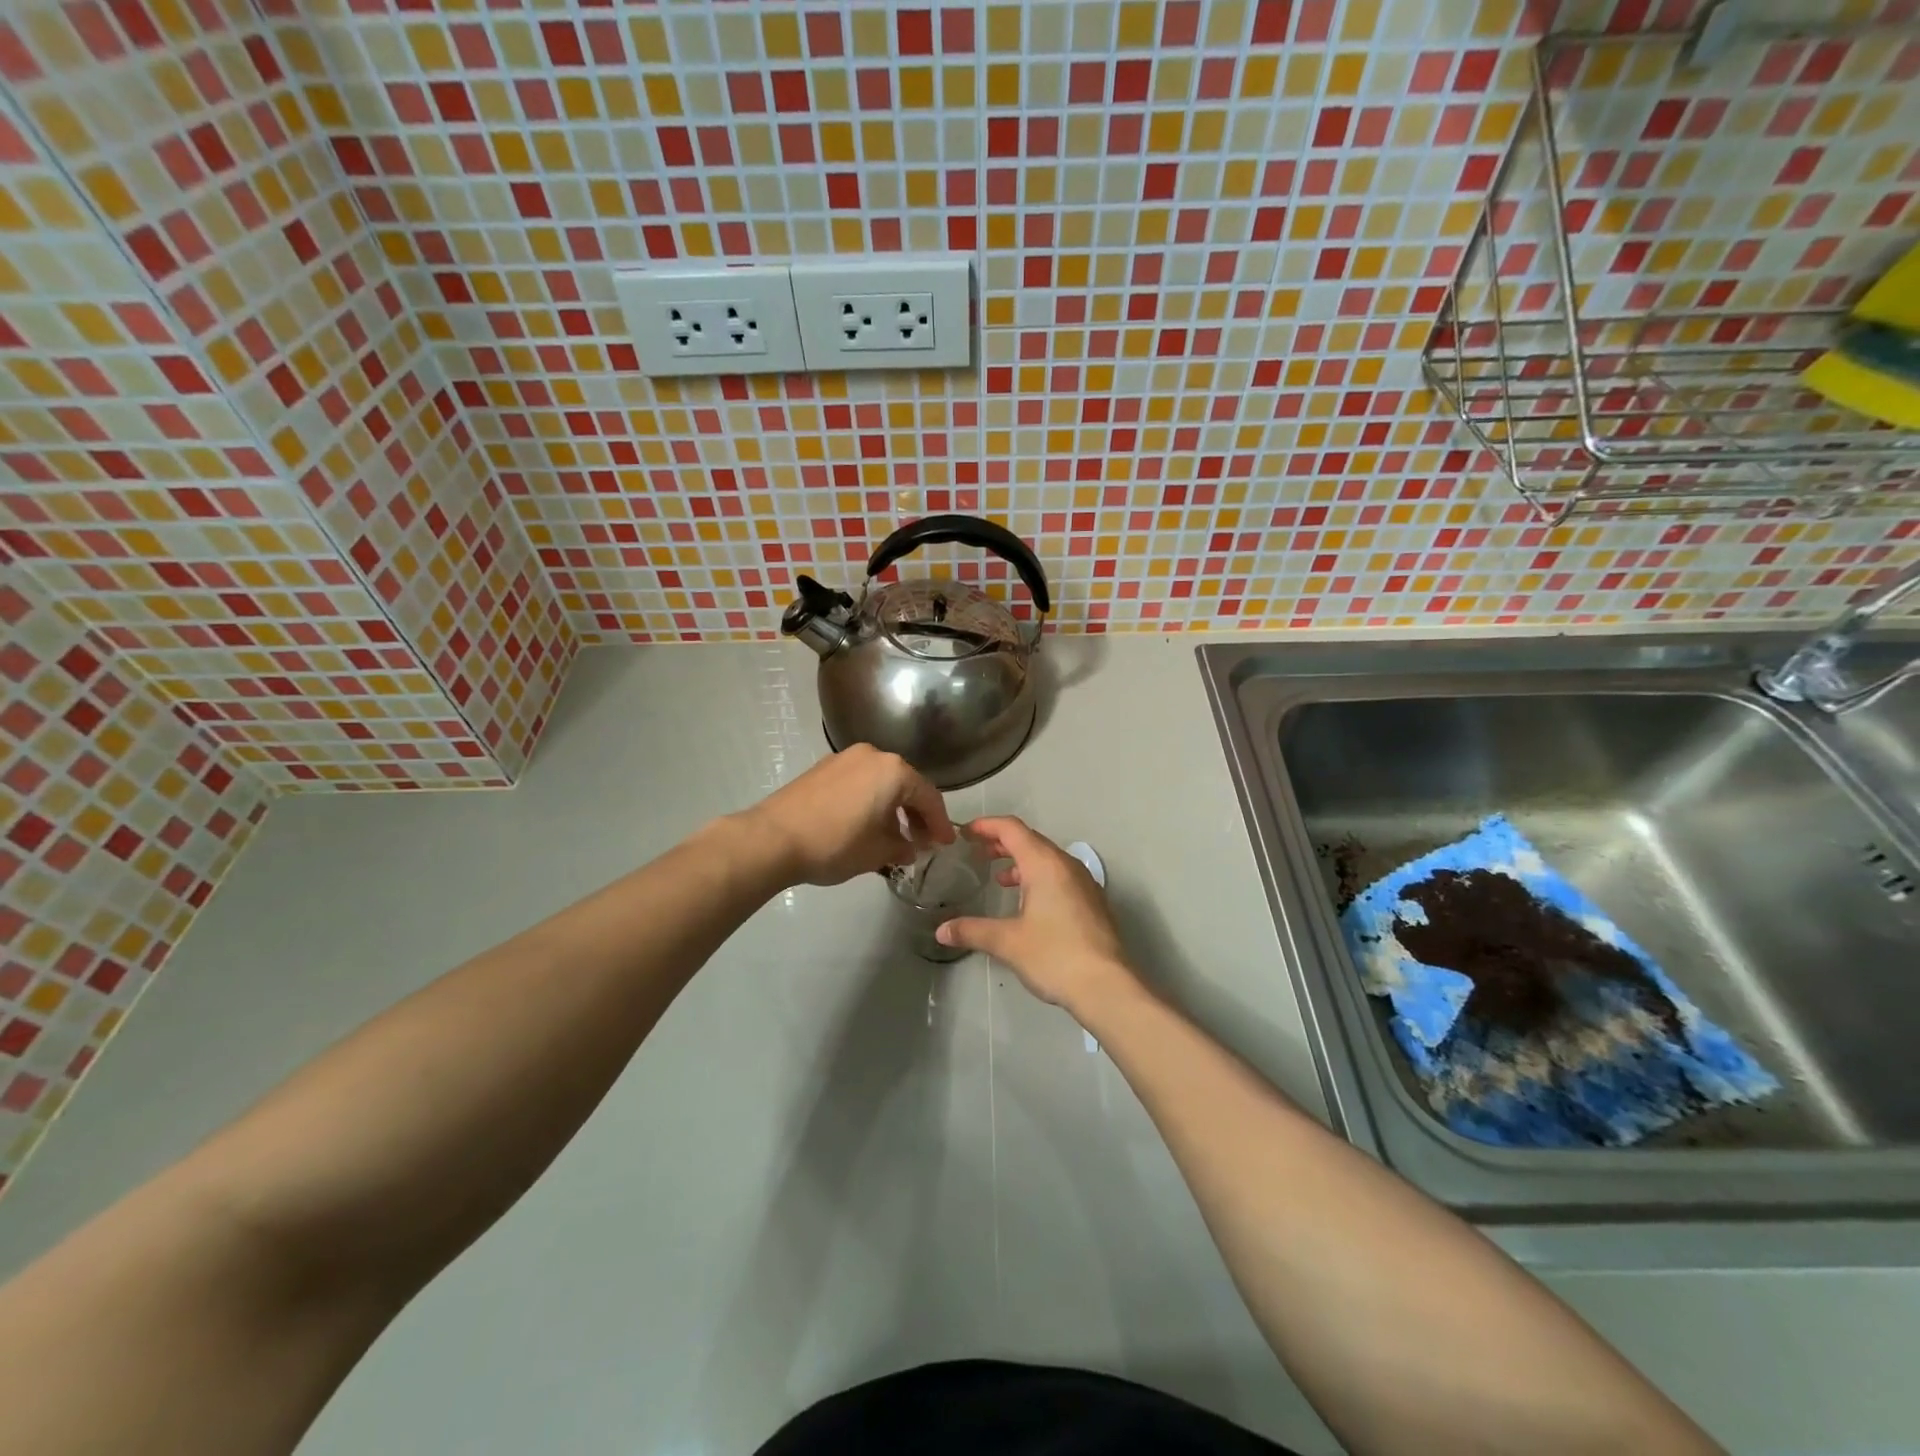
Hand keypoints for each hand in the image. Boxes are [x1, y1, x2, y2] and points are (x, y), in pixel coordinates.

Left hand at [740, 744, 954, 886]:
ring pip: (880, 782)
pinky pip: (859, 782)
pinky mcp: (822, 768)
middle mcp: (872, 755)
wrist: (772, 838)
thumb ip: (902, 847)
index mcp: (893, 771)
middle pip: (905, 785)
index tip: (945, 844)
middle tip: (922, 841)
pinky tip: (866, 825)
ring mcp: (844, 758)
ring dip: (892, 808)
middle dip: (916, 814)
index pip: (929, 797)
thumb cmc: (835, 844)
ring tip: (894, 837)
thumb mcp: (877, 853)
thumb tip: (909, 848)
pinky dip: (870, 801)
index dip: (940, 823)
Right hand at [936, 816, 1137, 1011]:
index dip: (987, 826)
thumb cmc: (1054, 955)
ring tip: (1000, 878)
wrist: (1107, 986)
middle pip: (1031, 840)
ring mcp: (1084, 883)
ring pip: (1048, 859)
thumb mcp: (1007, 942)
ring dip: (1022, 862)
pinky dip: (1039, 877)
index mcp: (1045, 864)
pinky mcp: (1093, 902)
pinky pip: (1061, 876)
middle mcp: (1067, 865)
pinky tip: (1029, 904)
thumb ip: (972, 930)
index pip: (1012, 829)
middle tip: (977, 852)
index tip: (965, 832)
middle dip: (1002, 843)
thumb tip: (941, 931)